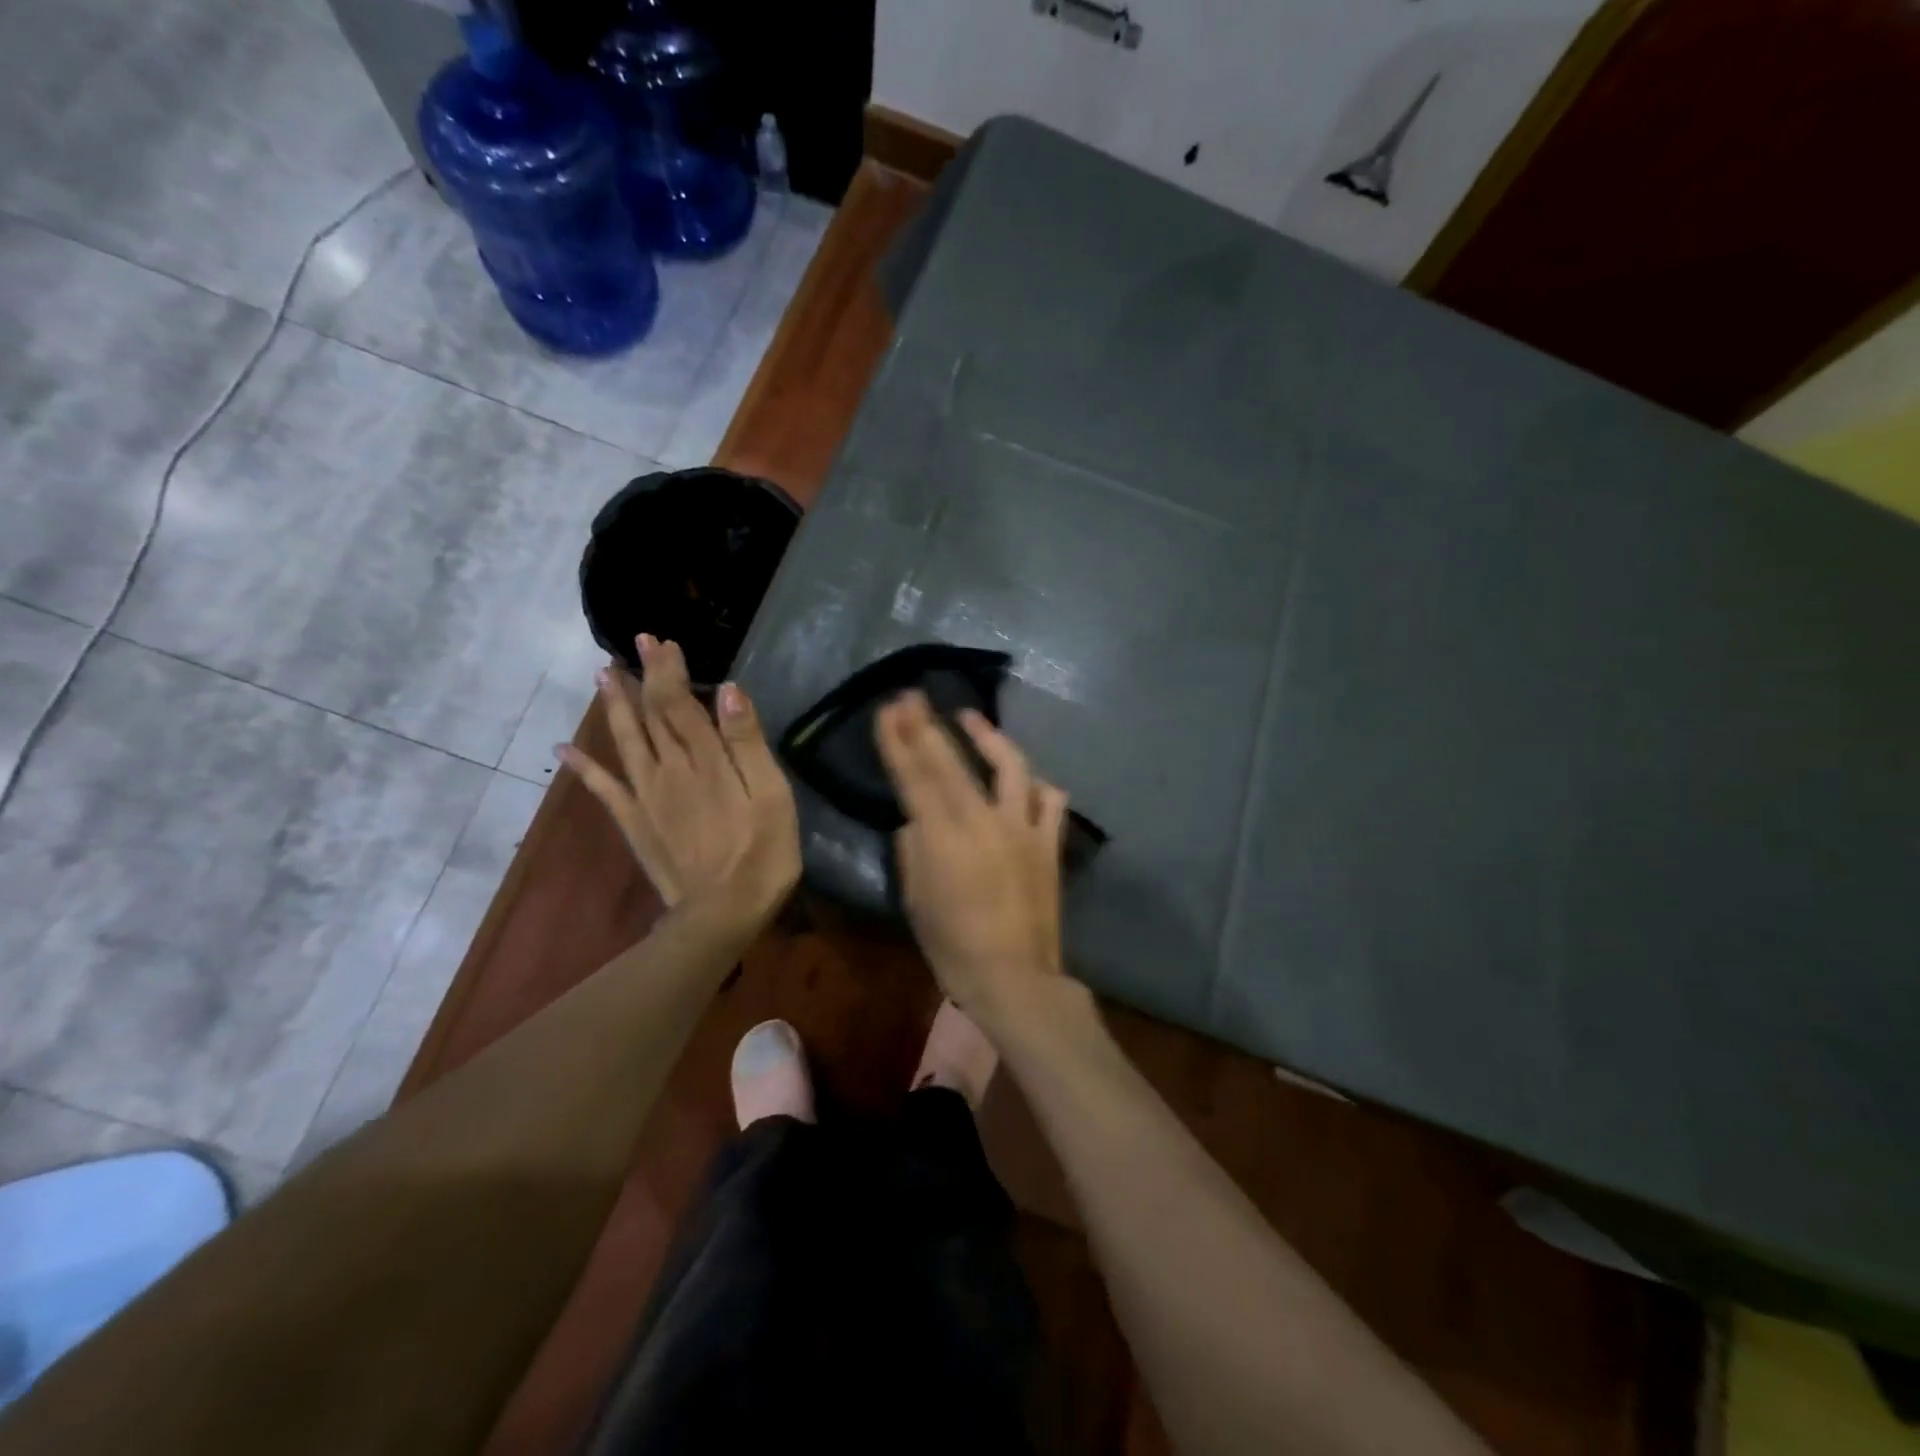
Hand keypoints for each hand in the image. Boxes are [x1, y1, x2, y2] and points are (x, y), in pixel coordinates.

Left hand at [558, 635, 799, 926]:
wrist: (722, 913)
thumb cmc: (762, 852)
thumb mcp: (771, 794)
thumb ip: (747, 742)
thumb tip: (726, 689)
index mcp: (705, 760)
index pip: (679, 702)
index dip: (669, 670)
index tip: (661, 641)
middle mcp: (668, 769)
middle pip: (652, 713)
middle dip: (644, 675)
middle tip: (637, 643)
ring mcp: (646, 796)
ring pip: (626, 740)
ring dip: (614, 705)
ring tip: (603, 675)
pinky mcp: (634, 823)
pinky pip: (603, 788)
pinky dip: (583, 766)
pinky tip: (563, 748)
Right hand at [875, 691, 1068, 1017]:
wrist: (1015, 977)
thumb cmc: (953, 947)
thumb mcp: (916, 900)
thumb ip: (913, 852)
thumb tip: (916, 822)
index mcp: (943, 838)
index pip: (915, 777)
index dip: (898, 741)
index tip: (889, 709)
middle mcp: (983, 822)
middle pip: (951, 762)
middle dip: (927, 725)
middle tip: (912, 696)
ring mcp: (1022, 828)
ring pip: (1010, 766)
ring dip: (988, 736)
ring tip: (970, 718)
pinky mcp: (1049, 843)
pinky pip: (1050, 801)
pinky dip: (1037, 785)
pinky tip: (1025, 781)